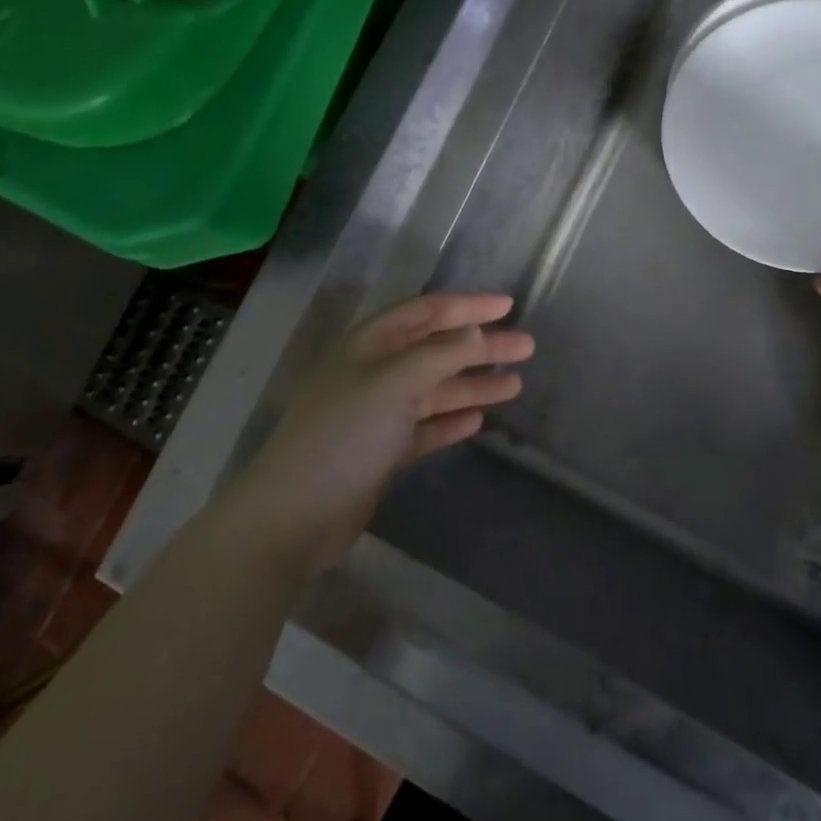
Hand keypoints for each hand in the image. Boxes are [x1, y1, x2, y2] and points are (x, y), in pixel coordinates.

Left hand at [232, 293, 533, 569]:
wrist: (295, 516)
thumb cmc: (345, 435)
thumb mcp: (395, 383)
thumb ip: (440, 354)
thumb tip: (476, 330)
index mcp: (371, 344)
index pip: (427, 311)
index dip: (468, 305)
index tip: (508, 304)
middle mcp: (375, 372)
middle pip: (437, 350)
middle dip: (481, 347)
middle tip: (526, 347)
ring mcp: (378, 413)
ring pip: (436, 389)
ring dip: (473, 384)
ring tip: (515, 385)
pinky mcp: (382, 450)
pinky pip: (426, 426)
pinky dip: (451, 420)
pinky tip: (478, 420)